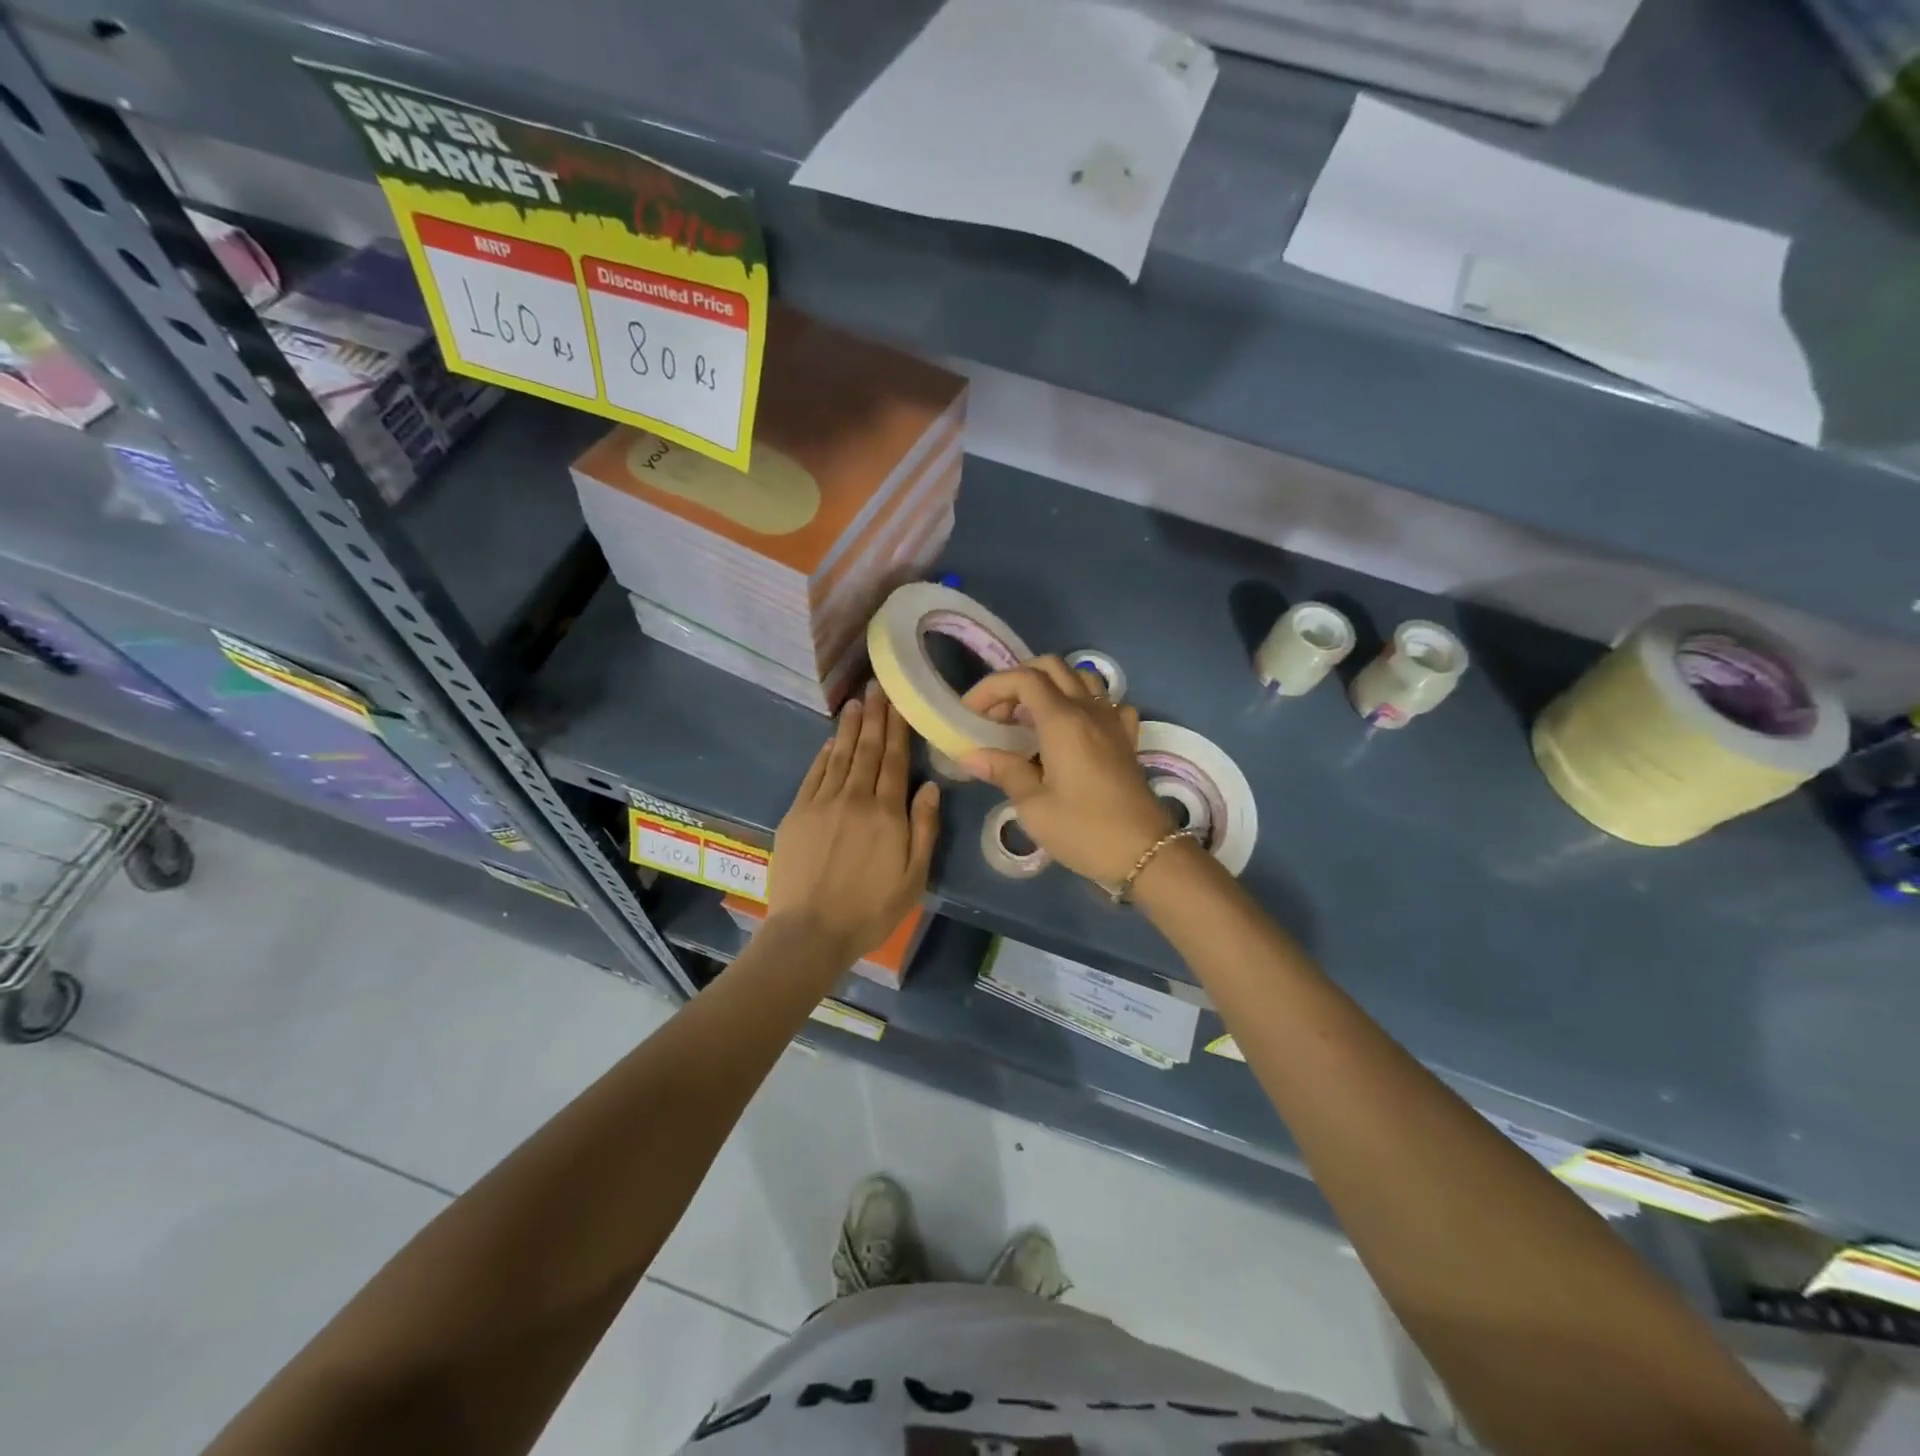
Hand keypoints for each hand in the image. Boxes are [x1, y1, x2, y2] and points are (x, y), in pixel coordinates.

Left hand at [768, 681, 939, 960]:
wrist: (810, 932)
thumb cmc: (870, 910)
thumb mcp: (914, 878)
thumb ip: (924, 829)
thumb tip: (930, 786)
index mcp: (888, 813)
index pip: (896, 760)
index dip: (898, 728)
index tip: (899, 700)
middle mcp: (855, 799)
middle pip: (868, 750)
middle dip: (875, 716)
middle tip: (877, 686)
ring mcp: (823, 803)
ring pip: (841, 756)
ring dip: (850, 727)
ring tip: (856, 702)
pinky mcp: (798, 813)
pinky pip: (814, 774)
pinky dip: (825, 753)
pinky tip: (832, 739)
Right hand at [959, 657, 1171, 884]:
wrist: (1146, 853)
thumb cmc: (1084, 830)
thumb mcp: (1034, 806)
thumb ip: (1004, 771)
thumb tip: (971, 756)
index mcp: (1063, 720)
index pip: (1023, 679)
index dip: (991, 687)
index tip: (970, 713)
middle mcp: (1089, 710)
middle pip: (1052, 668)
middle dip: (1018, 682)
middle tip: (997, 715)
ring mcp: (1113, 721)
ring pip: (1081, 679)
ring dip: (1050, 688)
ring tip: (1030, 720)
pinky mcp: (1127, 739)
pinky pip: (1107, 704)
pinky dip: (1084, 705)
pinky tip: (1074, 730)